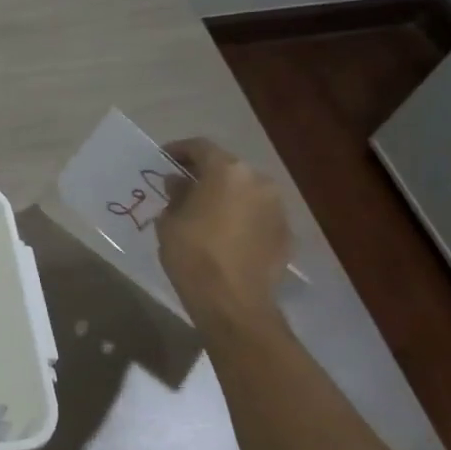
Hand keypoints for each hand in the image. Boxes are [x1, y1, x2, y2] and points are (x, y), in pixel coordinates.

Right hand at [154, 138, 291, 326]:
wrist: (233, 301)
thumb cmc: (193, 254)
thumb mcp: (169, 221)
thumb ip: (176, 195)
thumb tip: (179, 183)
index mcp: (227, 171)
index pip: (201, 147)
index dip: (179, 151)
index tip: (163, 160)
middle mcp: (258, 181)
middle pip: (228, 168)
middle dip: (205, 175)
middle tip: (183, 188)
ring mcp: (277, 208)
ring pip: (246, 192)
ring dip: (226, 197)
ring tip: (205, 213)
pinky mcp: (286, 233)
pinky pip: (258, 216)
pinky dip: (242, 218)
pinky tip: (226, 236)